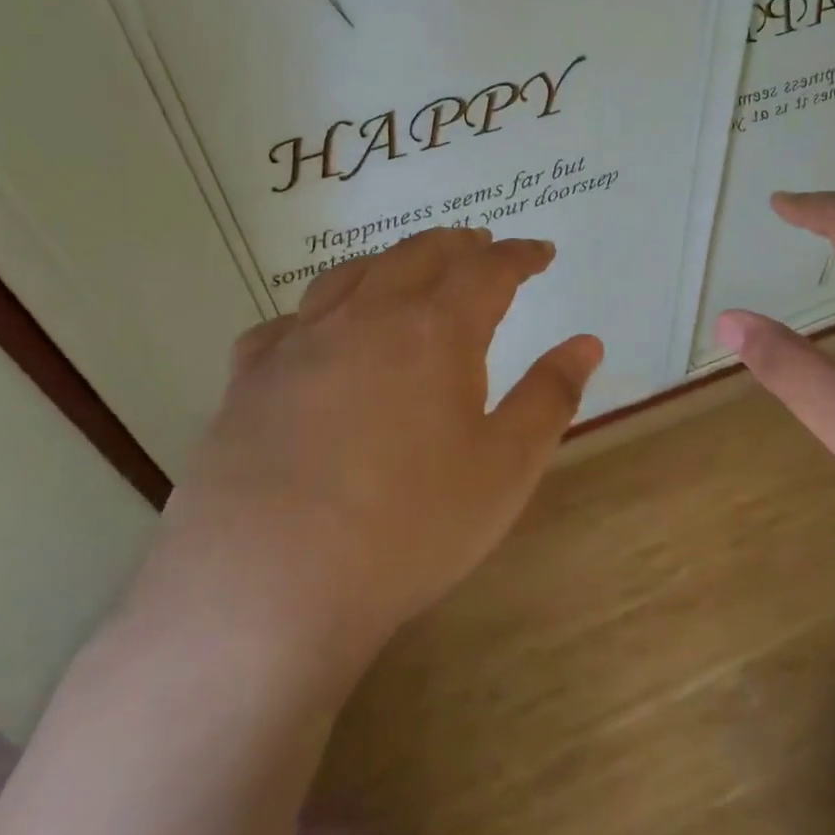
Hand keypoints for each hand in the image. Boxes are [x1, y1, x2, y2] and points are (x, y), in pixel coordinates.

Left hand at [130, 227, 602, 678]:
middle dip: (457, 244)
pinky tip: (315, 334)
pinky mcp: (248, 380)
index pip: (488, 270)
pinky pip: (284, 324)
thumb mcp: (505, 469)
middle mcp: (365, 317)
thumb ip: (550, 397)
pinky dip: (315, 313)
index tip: (540, 253)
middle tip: (480, 246)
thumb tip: (587, 342)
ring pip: (348, 275)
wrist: (268, 589)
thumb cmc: (408, 529)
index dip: (520, 255)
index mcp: (435, 331)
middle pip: (416, 254)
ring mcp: (298, 343)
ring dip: (389, 262)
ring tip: (407, 271)